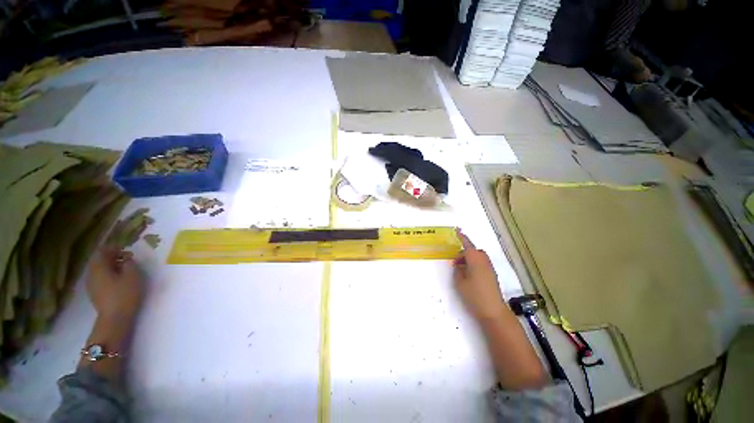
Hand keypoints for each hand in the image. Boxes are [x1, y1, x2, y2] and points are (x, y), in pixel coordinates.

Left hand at [87, 246, 143, 320]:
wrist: (115, 318)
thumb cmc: (125, 294)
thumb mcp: (133, 275)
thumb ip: (129, 263)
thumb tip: (126, 258)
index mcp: (99, 267)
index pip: (103, 251)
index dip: (114, 248)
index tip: (126, 248)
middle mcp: (91, 273)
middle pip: (99, 260)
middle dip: (112, 257)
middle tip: (126, 258)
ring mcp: (91, 284)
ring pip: (99, 269)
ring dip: (110, 266)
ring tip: (124, 268)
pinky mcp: (95, 293)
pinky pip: (100, 278)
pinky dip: (108, 274)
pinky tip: (118, 279)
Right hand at [453, 230, 509, 320]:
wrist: (493, 311)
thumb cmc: (474, 295)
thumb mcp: (460, 282)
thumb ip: (457, 271)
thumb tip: (458, 265)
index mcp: (475, 260)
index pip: (468, 245)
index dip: (462, 237)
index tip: (457, 230)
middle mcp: (484, 262)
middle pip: (474, 251)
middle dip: (464, 253)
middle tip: (456, 262)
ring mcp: (489, 269)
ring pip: (478, 258)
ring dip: (469, 259)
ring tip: (460, 270)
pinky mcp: (491, 276)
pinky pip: (481, 264)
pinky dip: (474, 265)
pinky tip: (468, 276)